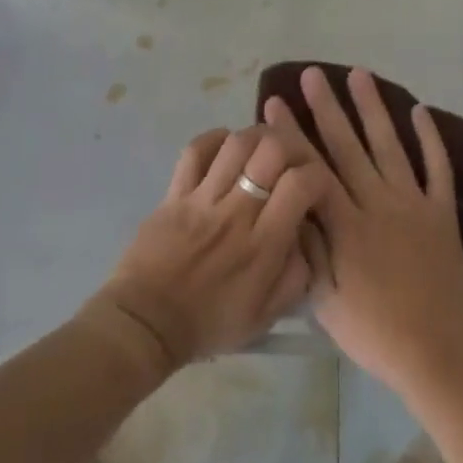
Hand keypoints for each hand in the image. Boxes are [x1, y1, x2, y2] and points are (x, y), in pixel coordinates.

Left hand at [86, 127, 324, 377]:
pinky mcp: (175, 193)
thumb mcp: (266, 315)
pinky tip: (226, 147)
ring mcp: (202, 199)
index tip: (315, 185)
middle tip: (291, 157)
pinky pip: (195, 150)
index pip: (301, 184)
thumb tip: (307, 236)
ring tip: (261, 148)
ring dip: (255, 137)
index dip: (317, 174)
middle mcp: (236, 212)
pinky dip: (215, 138)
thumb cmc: (209, 322)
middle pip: (271, 151)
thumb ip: (296, 276)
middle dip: (290, 144)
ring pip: (236, 143)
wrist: (145, 325)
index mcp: (263, 244)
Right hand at [264, 66, 462, 405]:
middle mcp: (379, 205)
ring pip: (390, 146)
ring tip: (359, 74)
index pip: (311, 171)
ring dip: (373, 108)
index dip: (291, 135)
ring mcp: (414, 204)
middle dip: (327, 108)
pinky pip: (437, 168)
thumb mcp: (326, 302)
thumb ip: (310, 250)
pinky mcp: (442, 213)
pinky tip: (419, 110)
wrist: (442, 355)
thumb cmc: (377, 335)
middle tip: (311, 74)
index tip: (276, 103)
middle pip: (348, 147)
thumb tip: (291, 205)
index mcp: (346, 228)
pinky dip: (430, 139)